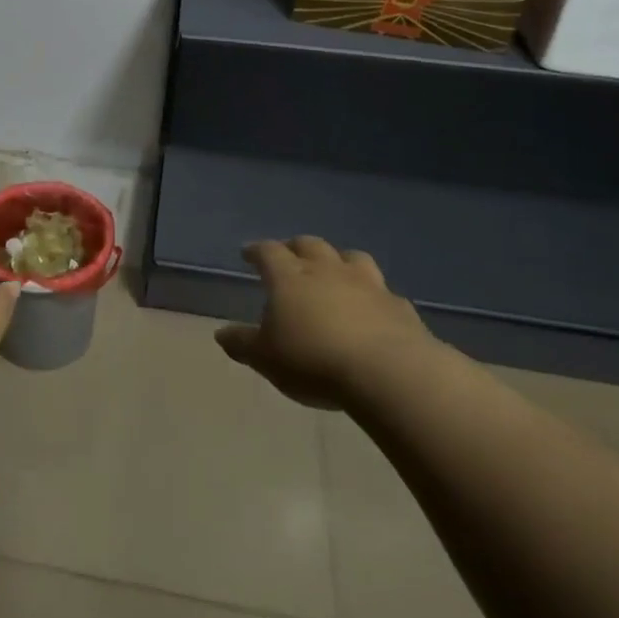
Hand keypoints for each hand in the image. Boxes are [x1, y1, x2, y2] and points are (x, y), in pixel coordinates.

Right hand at [216, 237, 431, 408]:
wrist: (387, 372)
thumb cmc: (313, 361)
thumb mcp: (266, 358)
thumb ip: (243, 343)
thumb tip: (221, 333)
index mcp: (289, 277)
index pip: (268, 252)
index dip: (257, 250)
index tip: (249, 253)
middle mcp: (327, 270)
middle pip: (309, 245)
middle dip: (296, 247)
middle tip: (289, 256)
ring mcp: (367, 283)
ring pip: (351, 257)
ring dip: (339, 260)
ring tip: (334, 270)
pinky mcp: (398, 305)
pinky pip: (382, 291)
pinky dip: (373, 294)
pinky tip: (373, 307)